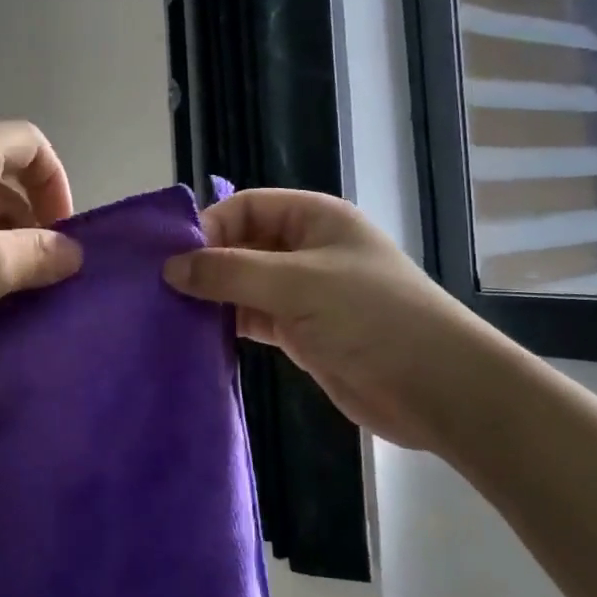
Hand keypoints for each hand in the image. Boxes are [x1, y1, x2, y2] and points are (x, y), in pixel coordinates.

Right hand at [164, 189, 529, 453]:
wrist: (436, 388)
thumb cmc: (372, 317)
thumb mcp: (298, 284)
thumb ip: (231, 272)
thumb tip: (170, 267)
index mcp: (313, 219)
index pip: (246, 207)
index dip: (209, 226)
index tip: (172, 259)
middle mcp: (306, 250)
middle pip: (242, 245)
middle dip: (205, 263)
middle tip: (159, 289)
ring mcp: (304, 293)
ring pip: (244, 284)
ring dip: (212, 296)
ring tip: (168, 313)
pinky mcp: (301, 333)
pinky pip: (253, 318)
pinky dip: (228, 324)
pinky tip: (197, 336)